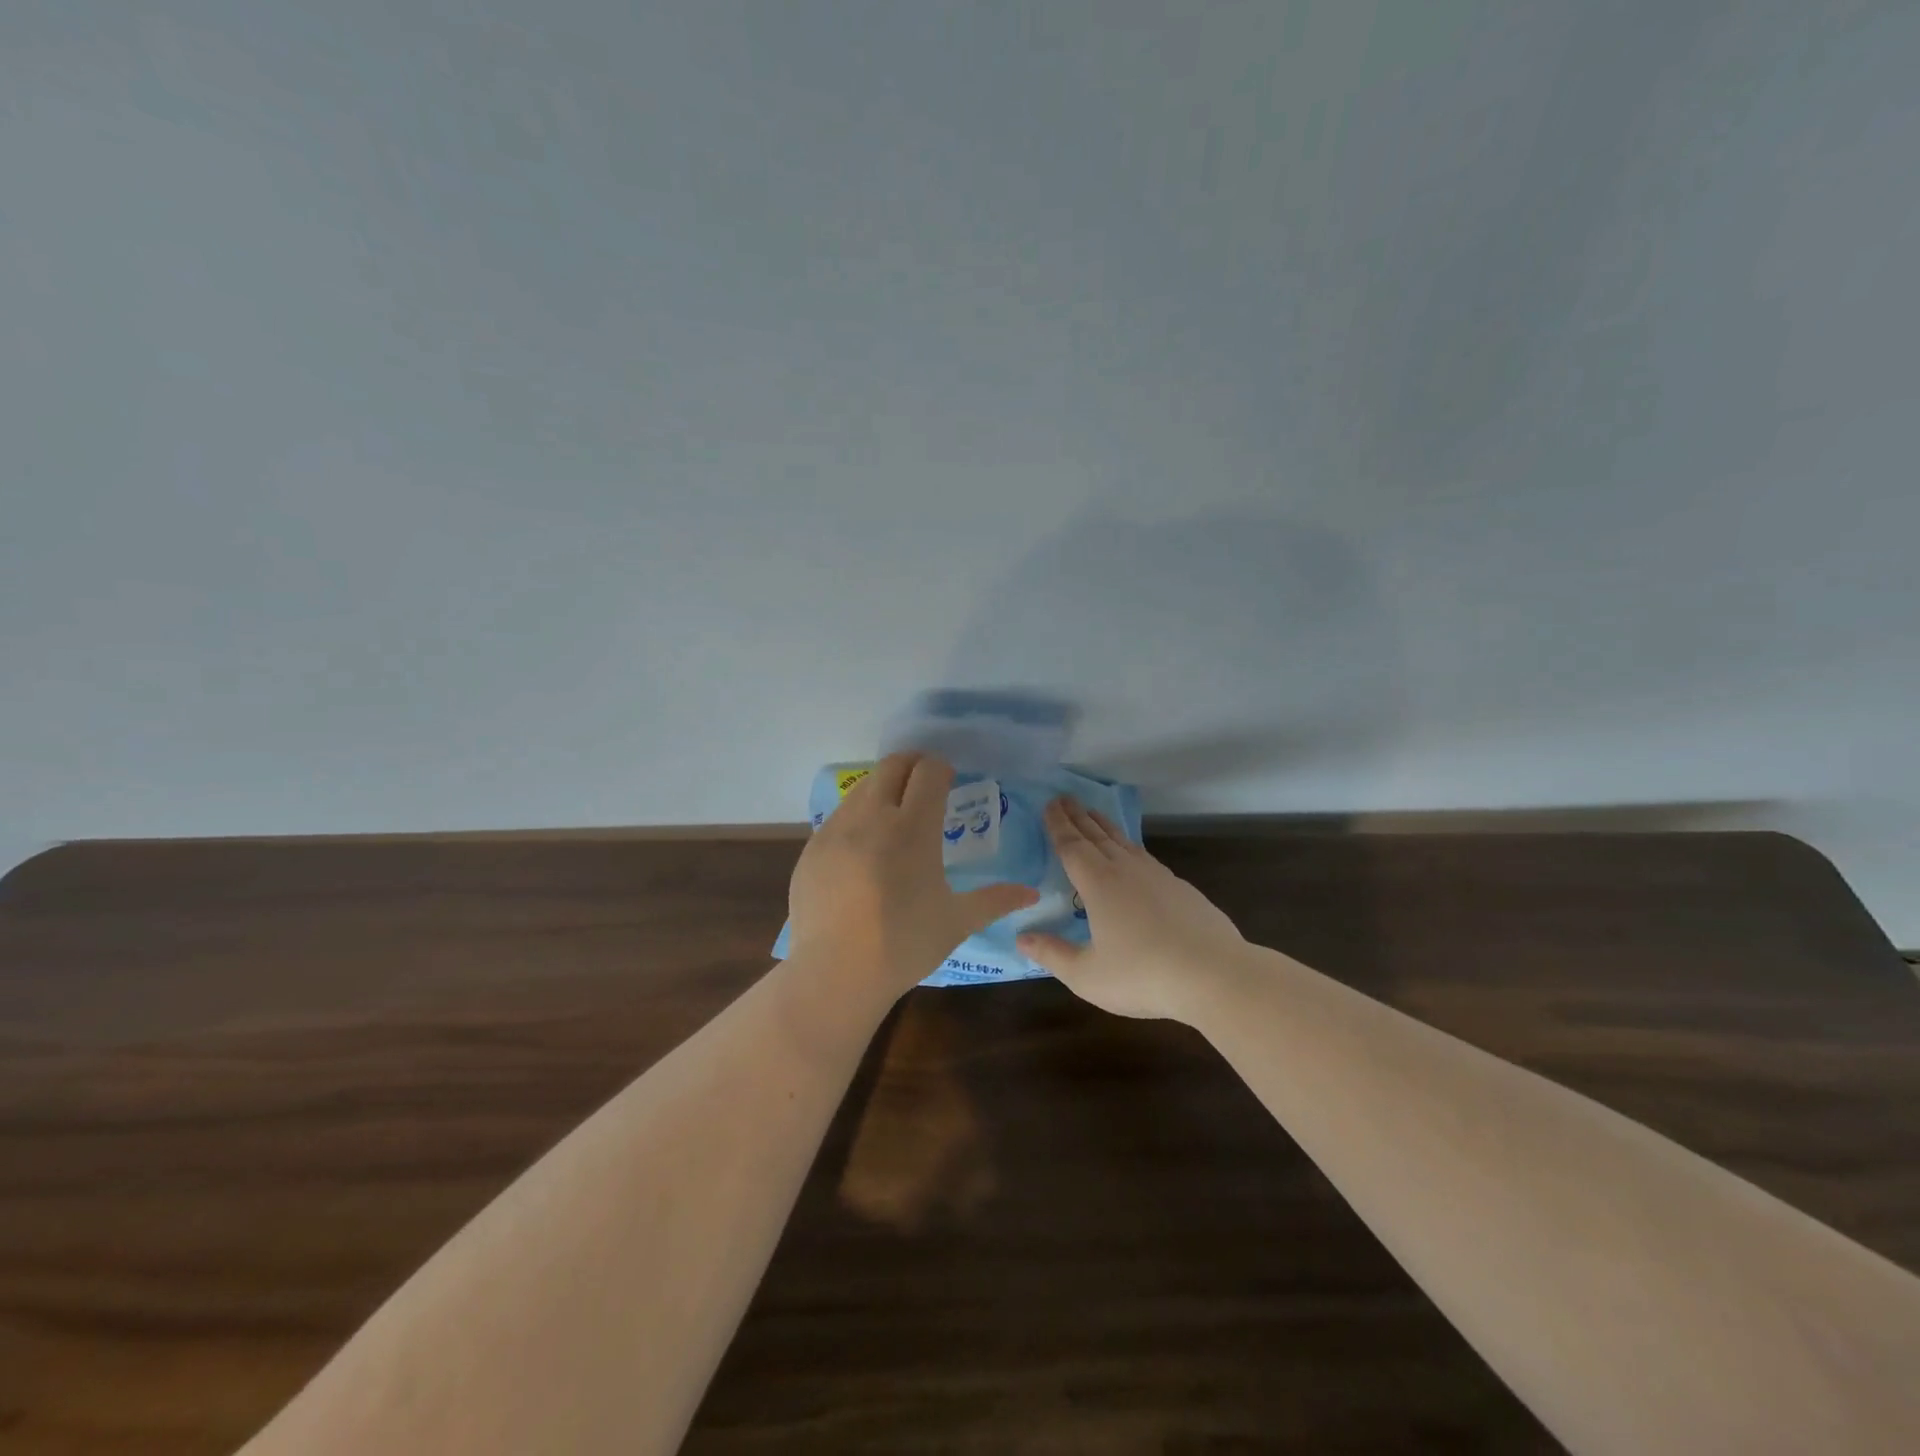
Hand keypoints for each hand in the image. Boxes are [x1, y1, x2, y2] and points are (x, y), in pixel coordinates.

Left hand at [787, 753, 1038, 997]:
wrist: (835, 973)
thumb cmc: (904, 944)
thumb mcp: (957, 921)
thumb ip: (995, 900)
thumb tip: (1032, 893)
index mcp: (913, 827)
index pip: (928, 771)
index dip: (941, 769)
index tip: (949, 781)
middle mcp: (872, 816)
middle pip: (892, 766)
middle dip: (912, 765)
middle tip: (925, 785)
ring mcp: (836, 830)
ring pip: (862, 788)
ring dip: (883, 789)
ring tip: (894, 816)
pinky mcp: (812, 848)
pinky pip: (838, 817)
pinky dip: (857, 818)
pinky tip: (863, 849)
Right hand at [1017, 798, 1244, 1019]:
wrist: (1215, 974)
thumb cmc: (1143, 975)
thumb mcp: (1087, 975)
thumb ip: (1052, 954)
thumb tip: (1021, 938)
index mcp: (1099, 884)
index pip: (1071, 846)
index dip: (1057, 825)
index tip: (1048, 804)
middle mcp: (1125, 870)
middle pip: (1096, 835)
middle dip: (1077, 816)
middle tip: (1063, 798)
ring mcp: (1157, 876)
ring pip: (1123, 841)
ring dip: (1103, 825)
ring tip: (1093, 814)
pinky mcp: (1180, 888)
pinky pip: (1144, 856)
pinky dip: (1128, 845)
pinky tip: (1132, 853)